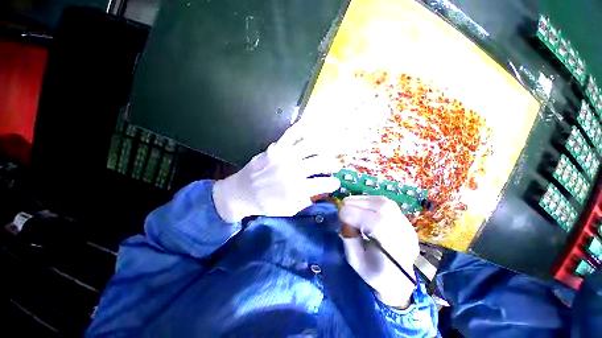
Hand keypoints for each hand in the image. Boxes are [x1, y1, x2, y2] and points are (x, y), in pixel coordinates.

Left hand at [212, 122, 340, 222]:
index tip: (335, 183)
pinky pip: (291, 134)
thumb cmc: (264, 204)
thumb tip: (317, 194)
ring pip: (310, 145)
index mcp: (296, 189)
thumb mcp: (287, 211)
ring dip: (323, 147)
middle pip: (320, 162)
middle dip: (333, 164)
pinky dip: (302, 128)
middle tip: (335, 166)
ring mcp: (283, 156)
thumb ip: (304, 202)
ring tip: (327, 150)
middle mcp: (292, 171)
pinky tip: (311, 126)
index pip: (323, 184)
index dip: (333, 183)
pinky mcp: (275, 148)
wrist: (240, 193)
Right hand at [339, 196, 418, 308]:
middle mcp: (406, 237)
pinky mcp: (405, 222)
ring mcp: (408, 228)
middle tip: (344, 204)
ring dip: (364, 200)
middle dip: (359, 203)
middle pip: (384, 209)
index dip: (356, 215)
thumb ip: (349, 240)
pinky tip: (361, 205)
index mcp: (394, 254)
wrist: (399, 280)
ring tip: (350, 202)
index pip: (377, 225)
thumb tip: (345, 219)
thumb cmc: (375, 274)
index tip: (340, 213)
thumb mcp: (356, 262)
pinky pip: (388, 204)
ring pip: (386, 203)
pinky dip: (371, 201)